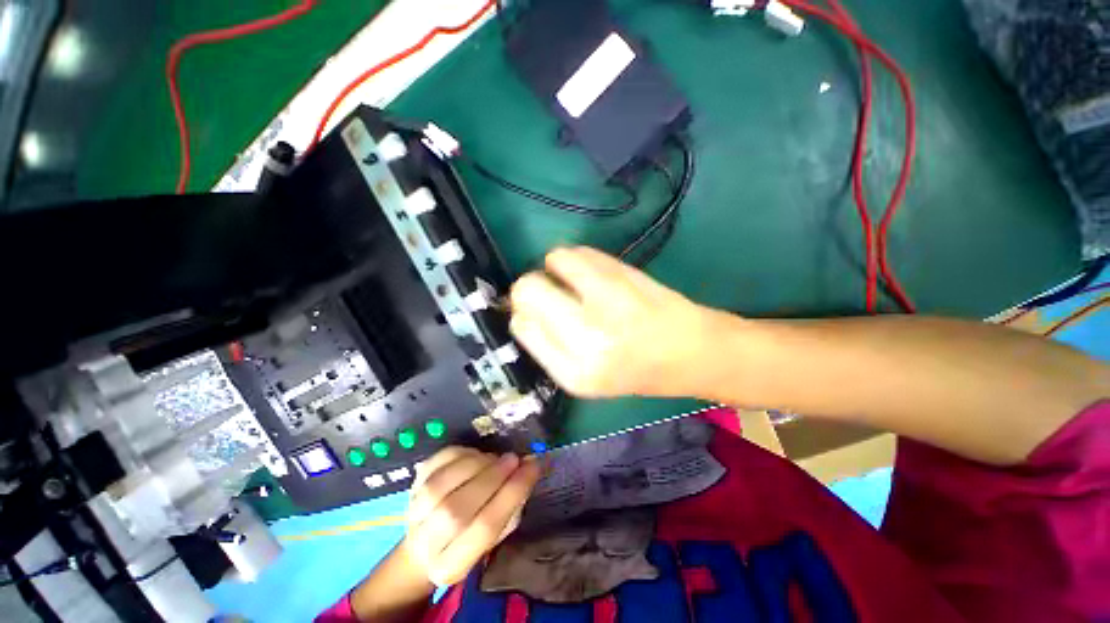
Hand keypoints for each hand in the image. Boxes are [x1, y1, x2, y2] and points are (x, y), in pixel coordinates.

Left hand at [404, 447, 540, 585]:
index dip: (512, 493)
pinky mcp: (411, 487)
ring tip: (495, 457)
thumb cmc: (470, 539)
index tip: (532, 467)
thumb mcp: (496, 535)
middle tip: (513, 459)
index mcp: (453, 566)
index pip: (485, 528)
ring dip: (476, 464)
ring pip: (441, 485)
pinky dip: (459, 454)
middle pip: (458, 509)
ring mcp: (413, 514)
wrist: (424, 545)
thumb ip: (512, 504)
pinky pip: (434, 464)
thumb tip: (530, 466)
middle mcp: (427, 544)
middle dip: (492, 477)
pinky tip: (476, 455)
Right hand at [509, 246, 722, 397]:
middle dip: (529, 287)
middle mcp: (588, 337)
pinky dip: (577, 258)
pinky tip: (591, 272)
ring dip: (555, 267)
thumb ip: (548, 347)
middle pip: (527, 289)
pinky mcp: (626, 274)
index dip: (523, 313)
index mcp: (575, 373)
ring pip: (553, 260)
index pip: (522, 326)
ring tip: (573, 281)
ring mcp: (608, 300)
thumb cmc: (636, 370)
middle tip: (550, 292)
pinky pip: (580, 251)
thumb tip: (522, 310)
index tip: (536, 312)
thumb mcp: (585, 378)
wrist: (693, 353)